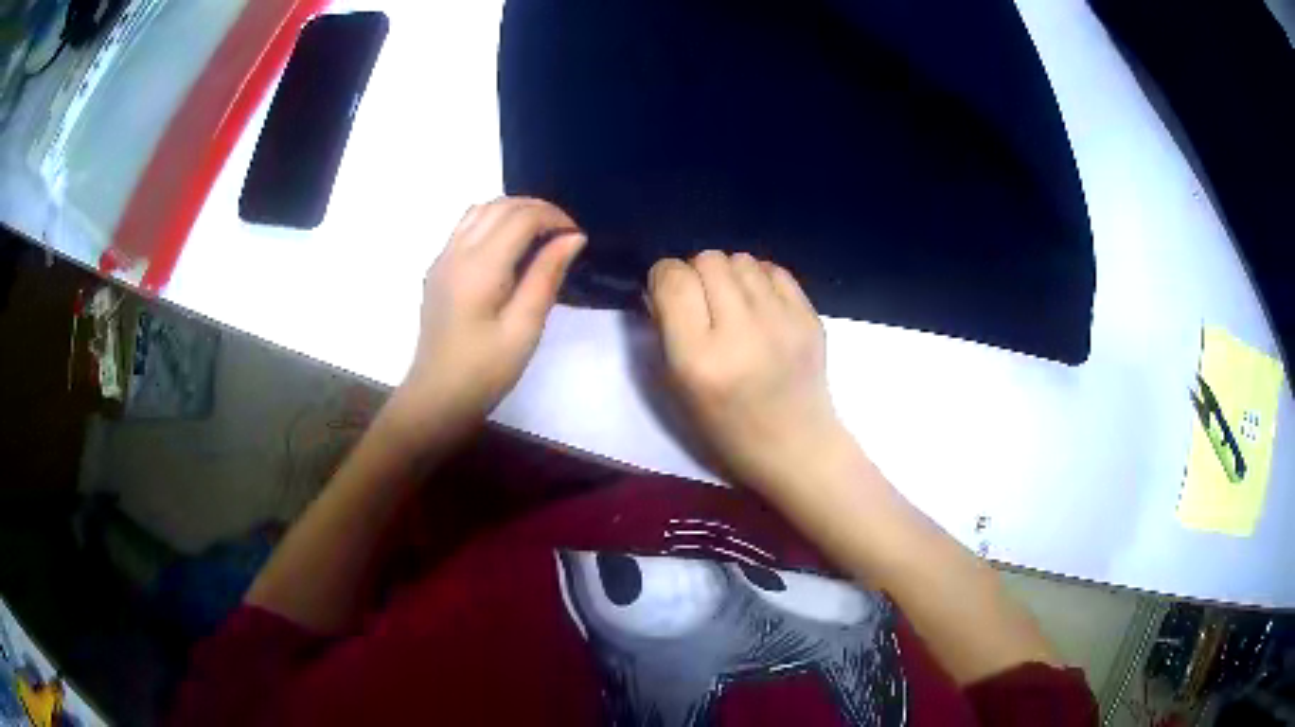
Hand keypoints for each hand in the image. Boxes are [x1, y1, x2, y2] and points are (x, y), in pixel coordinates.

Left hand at [388, 198, 584, 446]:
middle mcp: (457, 251)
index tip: (577, 238)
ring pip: (480, 210)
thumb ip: (546, 276)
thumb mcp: (524, 328)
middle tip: (565, 234)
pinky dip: (493, 222)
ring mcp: (442, 258)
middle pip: (500, 206)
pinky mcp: (438, 269)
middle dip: (537, 209)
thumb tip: (572, 237)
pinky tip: (508, 247)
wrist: (437, 397)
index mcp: (480, 266)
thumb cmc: (485, 371)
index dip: (554, 217)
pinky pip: (466, 226)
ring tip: (540, 235)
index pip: (521, 217)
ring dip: (513, 211)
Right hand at [648, 251, 848, 493]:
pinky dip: (759, 279)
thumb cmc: (726, 428)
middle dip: (696, 273)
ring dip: (729, 274)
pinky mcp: (809, 316)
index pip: (673, 279)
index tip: (667, 292)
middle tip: (702, 300)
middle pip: (708, 259)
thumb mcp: (678, 387)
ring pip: (741, 258)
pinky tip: (760, 305)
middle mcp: (741, 331)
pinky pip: (773, 269)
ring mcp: (782, 321)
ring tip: (733, 302)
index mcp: (700, 358)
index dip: (663, 277)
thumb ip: (666, 329)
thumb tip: (665, 282)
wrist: (795, 446)